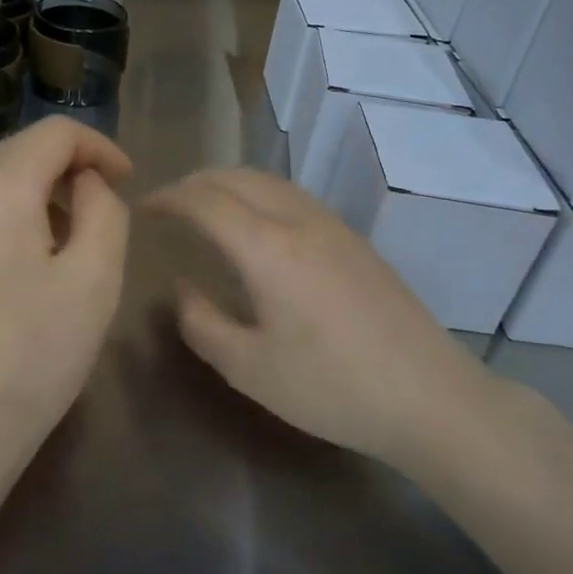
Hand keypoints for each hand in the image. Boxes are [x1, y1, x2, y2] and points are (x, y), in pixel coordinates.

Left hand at [0, 117, 132, 471]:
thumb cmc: (32, 356)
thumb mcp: (95, 279)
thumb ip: (103, 210)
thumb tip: (86, 184)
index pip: (55, 133)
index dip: (99, 147)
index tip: (125, 180)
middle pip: (16, 153)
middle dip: (64, 171)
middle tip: (97, 213)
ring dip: (29, 197)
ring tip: (56, 245)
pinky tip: (7, 272)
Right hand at [148, 168, 493, 463]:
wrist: (429, 396)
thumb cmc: (331, 387)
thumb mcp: (249, 369)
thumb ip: (202, 323)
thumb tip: (182, 288)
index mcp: (266, 247)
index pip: (204, 200)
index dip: (168, 198)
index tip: (143, 209)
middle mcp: (298, 220)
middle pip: (236, 177)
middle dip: (195, 183)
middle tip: (168, 206)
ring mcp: (332, 225)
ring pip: (269, 181)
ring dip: (229, 184)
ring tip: (206, 209)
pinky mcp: (354, 239)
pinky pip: (293, 196)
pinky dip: (259, 194)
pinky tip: (257, 226)